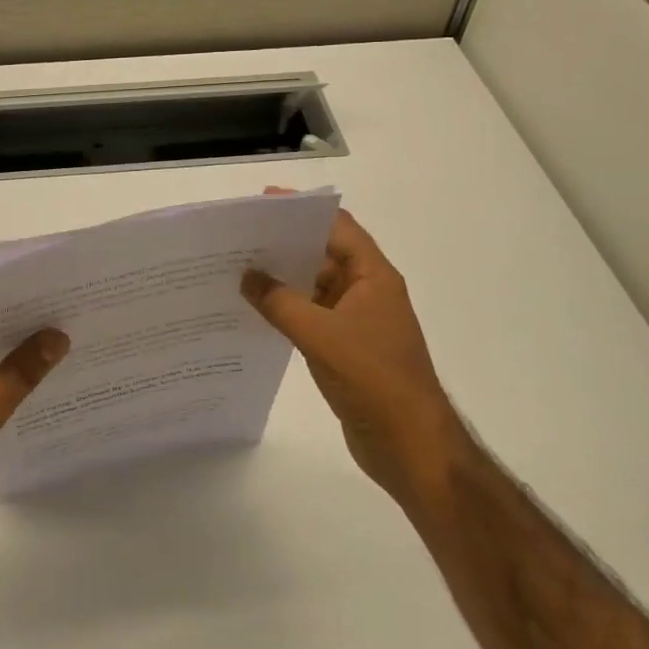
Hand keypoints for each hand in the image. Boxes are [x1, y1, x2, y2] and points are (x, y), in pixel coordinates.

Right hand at [242, 198, 455, 496]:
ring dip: (283, 279)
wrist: (409, 445)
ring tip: (238, 269)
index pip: (337, 228)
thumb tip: (247, 277)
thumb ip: (280, 302)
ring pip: (315, 287)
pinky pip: (311, 316)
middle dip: (285, 245)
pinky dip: (287, 309)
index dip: (303, 211)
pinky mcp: (346, 347)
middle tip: (240, 237)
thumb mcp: (321, 335)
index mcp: (373, 276)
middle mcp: (367, 291)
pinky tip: (255, 309)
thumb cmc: (373, 378)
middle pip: (323, 254)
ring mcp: (357, 321)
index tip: (263, 202)